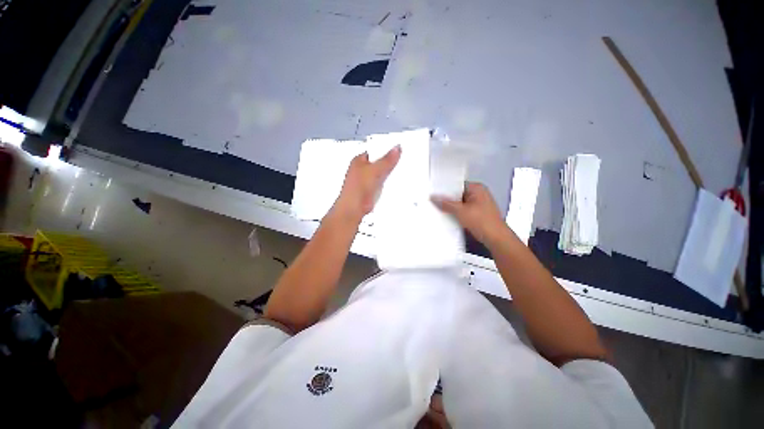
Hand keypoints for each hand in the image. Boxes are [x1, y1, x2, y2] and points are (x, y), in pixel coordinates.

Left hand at [334, 146, 400, 219]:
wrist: (354, 209)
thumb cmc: (356, 189)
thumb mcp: (374, 171)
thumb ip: (386, 160)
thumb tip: (396, 149)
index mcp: (359, 160)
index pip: (375, 150)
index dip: (386, 149)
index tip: (398, 149)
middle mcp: (362, 169)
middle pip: (379, 162)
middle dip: (389, 163)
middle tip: (400, 161)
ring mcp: (366, 180)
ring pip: (381, 173)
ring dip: (389, 174)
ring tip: (398, 172)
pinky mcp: (371, 190)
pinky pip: (382, 183)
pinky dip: (387, 183)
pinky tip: (393, 183)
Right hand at [432, 182, 509, 245]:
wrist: (495, 238)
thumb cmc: (482, 221)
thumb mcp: (460, 211)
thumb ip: (446, 203)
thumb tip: (434, 198)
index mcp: (477, 188)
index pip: (457, 185)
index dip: (445, 189)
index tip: (434, 193)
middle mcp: (478, 194)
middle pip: (458, 194)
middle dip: (448, 199)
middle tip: (434, 201)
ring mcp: (478, 204)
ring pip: (460, 203)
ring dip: (451, 207)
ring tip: (439, 209)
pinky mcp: (477, 213)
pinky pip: (463, 210)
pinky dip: (456, 213)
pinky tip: (448, 216)